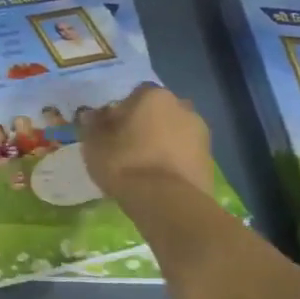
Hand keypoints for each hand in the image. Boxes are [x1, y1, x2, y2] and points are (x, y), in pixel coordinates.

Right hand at [80, 84, 212, 199]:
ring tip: (144, 168)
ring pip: (174, 133)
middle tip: (127, 148)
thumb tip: (90, 114)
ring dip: (162, 144)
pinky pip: (185, 155)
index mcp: (153, 96)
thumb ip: (91, 125)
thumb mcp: (94, 144)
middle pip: (157, 112)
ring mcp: (200, 134)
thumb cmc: (125, 164)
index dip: (120, 113)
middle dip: (145, 126)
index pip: (133, 96)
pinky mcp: (210, 160)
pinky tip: (160, 180)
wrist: (168, 202)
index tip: (110, 132)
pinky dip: (174, 162)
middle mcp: (182, 106)